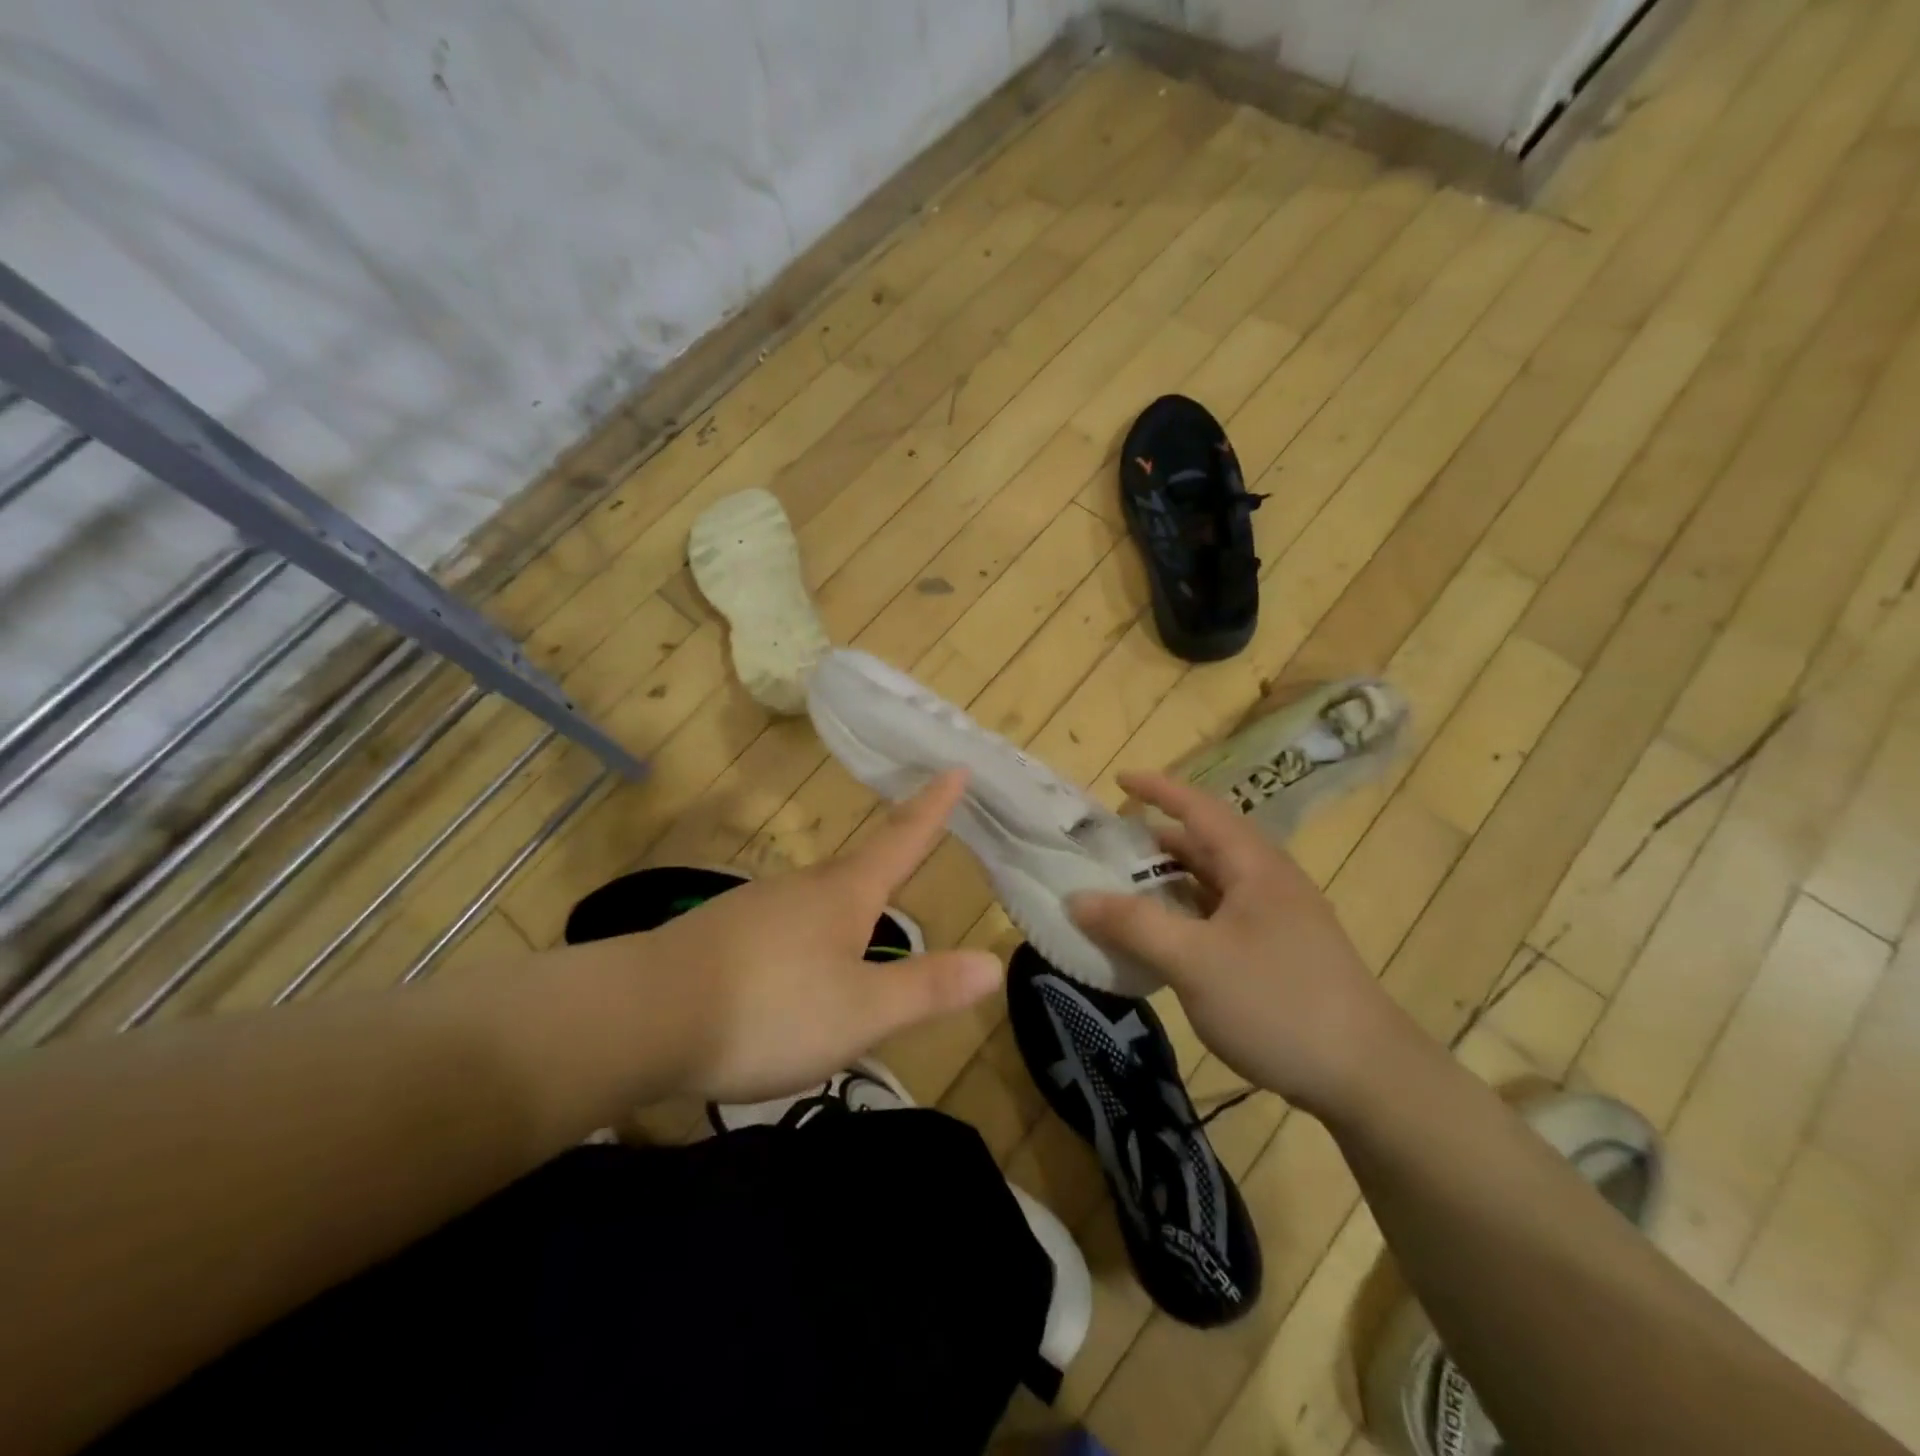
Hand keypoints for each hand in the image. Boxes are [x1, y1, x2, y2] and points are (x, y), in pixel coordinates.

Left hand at [641, 770, 1003, 1103]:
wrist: (641, 1016)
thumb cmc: (768, 1008)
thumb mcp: (861, 1011)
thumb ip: (927, 988)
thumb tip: (993, 962)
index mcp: (845, 894)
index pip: (903, 839)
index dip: (934, 806)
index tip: (956, 765)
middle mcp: (803, 888)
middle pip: (858, 869)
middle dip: (890, 860)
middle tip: (915, 851)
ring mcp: (757, 906)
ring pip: (817, 900)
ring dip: (845, 908)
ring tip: (860, 936)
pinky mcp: (722, 933)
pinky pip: (782, 927)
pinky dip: (805, 939)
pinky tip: (794, 974)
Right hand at [1068, 771, 1398, 1114]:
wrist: (1367, 1078)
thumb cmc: (1277, 1002)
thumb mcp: (1194, 961)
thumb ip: (1133, 925)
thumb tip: (1076, 898)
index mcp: (1253, 866)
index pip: (1199, 808)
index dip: (1158, 789)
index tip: (1118, 779)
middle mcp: (1267, 882)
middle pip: (1204, 845)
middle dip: (1154, 840)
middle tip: (1106, 846)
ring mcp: (1275, 919)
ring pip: (1211, 884)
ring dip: (1168, 882)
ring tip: (1122, 890)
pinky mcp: (1276, 953)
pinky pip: (1218, 917)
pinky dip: (1184, 916)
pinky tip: (1161, 939)